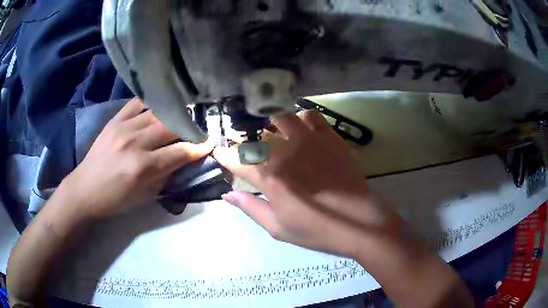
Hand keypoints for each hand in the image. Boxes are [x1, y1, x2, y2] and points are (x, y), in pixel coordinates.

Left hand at [63, 98, 214, 218]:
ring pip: (157, 112)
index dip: (199, 147)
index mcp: (143, 167)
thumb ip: (166, 176)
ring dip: (172, 115)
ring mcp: (123, 127)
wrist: (85, 190)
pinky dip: (150, 104)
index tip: (210, 143)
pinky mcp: (114, 120)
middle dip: (189, 128)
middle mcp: (135, 142)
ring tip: (179, 117)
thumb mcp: (145, 196)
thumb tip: (183, 160)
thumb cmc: (116, 199)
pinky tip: (155, 109)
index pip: (180, 152)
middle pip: (171, 126)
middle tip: (195, 130)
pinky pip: (137, 103)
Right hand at [214, 110, 404, 257]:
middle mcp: (286, 153)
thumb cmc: (317, 231)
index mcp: (270, 178)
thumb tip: (227, 194)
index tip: (220, 154)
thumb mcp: (278, 228)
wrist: (360, 222)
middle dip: (247, 143)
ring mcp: (310, 141)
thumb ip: (250, 208)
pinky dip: (301, 118)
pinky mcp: (330, 137)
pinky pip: (311, 116)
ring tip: (274, 135)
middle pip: (257, 137)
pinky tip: (302, 130)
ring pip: (281, 118)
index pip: (238, 160)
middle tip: (249, 151)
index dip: (225, 156)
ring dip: (272, 126)